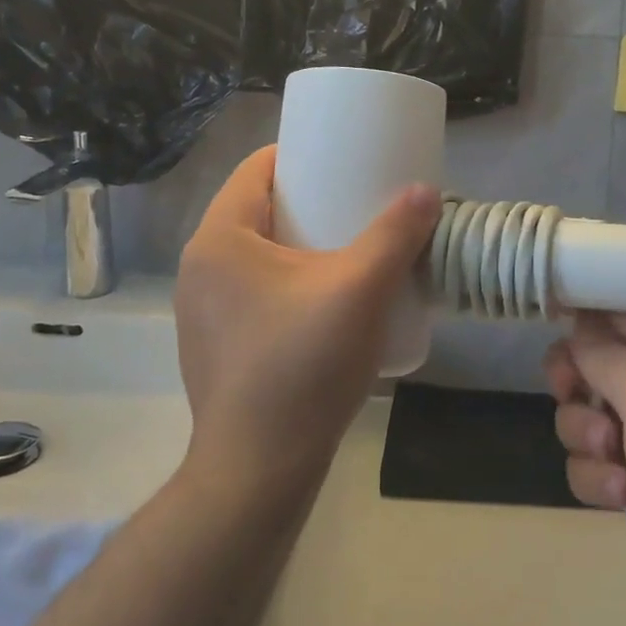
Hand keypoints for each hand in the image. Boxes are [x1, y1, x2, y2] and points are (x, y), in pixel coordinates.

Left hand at [175, 146, 440, 498]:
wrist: (259, 469)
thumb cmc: (302, 365)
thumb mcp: (360, 290)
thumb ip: (395, 235)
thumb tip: (426, 190)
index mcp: (219, 239)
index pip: (256, 169)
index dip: (301, 155)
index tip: (345, 160)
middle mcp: (199, 267)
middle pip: (258, 210)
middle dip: (309, 201)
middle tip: (358, 205)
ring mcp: (201, 310)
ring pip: (256, 254)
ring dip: (299, 244)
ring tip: (348, 251)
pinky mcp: (215, 345)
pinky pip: (252, 291)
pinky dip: (286, 281)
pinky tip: (323, 303)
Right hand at [545, 313, 625, 625]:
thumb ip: (603, 355)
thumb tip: (578, 324)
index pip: (614, 309)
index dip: (579, 317)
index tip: (550, 327)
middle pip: (587, 363)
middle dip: (574, 386)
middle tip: (570, 395)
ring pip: (581, 417)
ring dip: (586, 440)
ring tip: (616, 462)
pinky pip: (591, 464)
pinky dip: (601, 480)